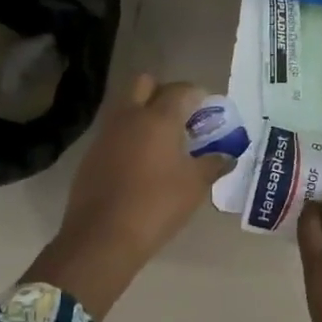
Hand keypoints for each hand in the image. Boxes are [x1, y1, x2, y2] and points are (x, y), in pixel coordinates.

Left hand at [22, 75, 229, 318]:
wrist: (102, 237)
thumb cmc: (157, 205)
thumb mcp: (195, 186)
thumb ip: (214, 164)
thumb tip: (229, 155)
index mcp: (158, 117)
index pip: (181, 90)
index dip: (198, 96)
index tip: (209, 112)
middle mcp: (130, 116)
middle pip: (146, 84)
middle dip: (165, 93)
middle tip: (182, 118)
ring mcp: (106, 133)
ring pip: (128, 107)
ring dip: (145, 114)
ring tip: (164, 143)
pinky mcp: (92, 154)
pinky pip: (115, 132)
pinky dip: (130, 137)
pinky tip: (141, 164)